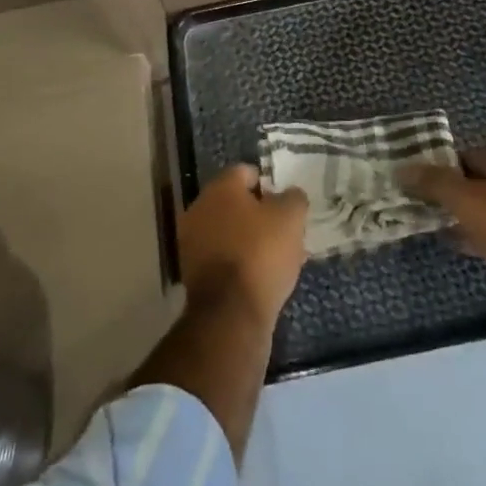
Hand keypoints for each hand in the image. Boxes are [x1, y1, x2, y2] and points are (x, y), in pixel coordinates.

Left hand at [178, 166, 308, 327]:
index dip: (269, 184)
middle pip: (235, 203)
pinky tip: (260, 276)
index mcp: (220, 187)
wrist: (230, 313)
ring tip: (277, 258)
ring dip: (250, 239)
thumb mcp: (291, 218)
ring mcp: (192, 241)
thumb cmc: (261, 253)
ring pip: (229, 231)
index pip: (246, 172)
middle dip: (260, 214)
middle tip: (284, 231)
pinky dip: (239, 262)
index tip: (286, 203)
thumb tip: (289, 195)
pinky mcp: (192, 273)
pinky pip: (222, 257)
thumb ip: (293, 198)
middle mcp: (199, 208)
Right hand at [401, 148, 485, 301]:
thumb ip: (433, 183)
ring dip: (482, 219)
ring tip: (457, 238)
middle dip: (464, 198)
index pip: (471, 156)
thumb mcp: (464, 202)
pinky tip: (484, 253)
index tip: (429, 195)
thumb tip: (402, 169)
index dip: (446, 173)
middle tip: (441, 217)